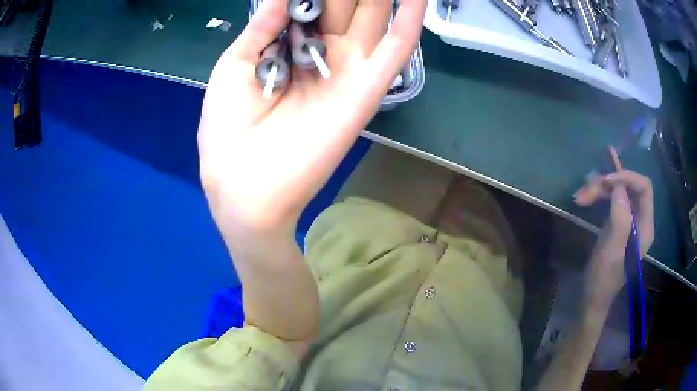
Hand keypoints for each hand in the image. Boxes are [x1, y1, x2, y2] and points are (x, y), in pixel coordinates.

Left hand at [198, 0, 426, 238]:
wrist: (244, 185)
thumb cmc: (227, 128)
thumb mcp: (234, 66)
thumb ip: (262, 26)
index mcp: (291, 46)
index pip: (313, 3)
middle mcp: (324, 52)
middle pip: (346, 6)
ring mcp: (350, 69)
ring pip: (374, 18)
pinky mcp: (369, 89)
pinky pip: (396, 49)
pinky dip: (411, 20)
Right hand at [574, 169, 654, 308]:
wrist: (592, 298)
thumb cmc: (603, 279)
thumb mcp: (612, 252)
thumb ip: (620, 220)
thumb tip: (618, 188)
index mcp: (645, 227)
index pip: (644, 188)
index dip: (627, 178)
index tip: (606, 181)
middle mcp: (640, 219)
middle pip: (629, 187)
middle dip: (608, 184)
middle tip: (586, 191)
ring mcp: (629, 220)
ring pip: (618, 191)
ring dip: (599, 189)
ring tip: (580, 196)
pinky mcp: (618, 222)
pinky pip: (611, 199)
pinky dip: (598, 195)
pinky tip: (585, 198)